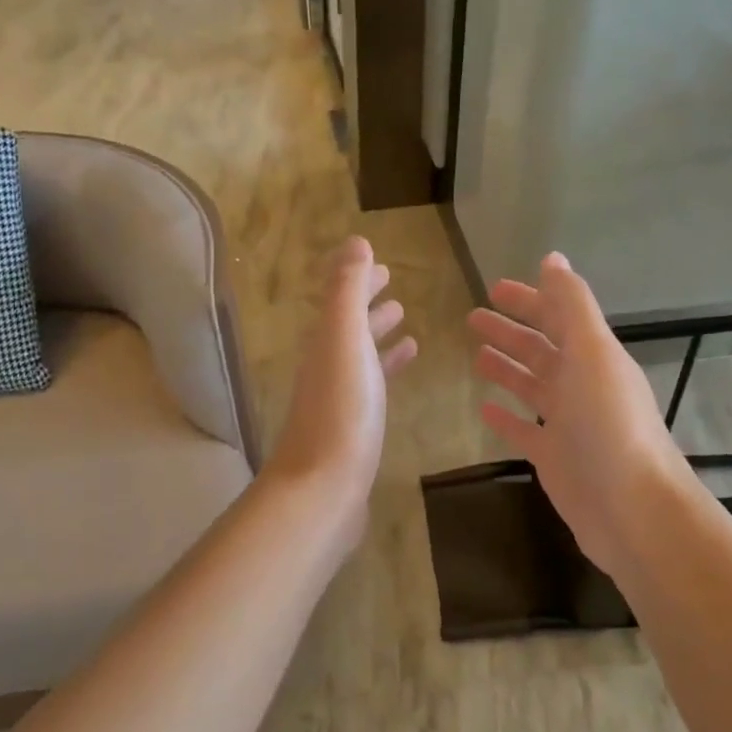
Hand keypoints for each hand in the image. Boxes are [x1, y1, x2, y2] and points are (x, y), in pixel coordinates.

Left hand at [264, 237, 416, 546]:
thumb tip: (355, 241)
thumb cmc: (341, 412)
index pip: (341, 302)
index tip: (383, 268)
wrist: (323, 489)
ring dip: (379, 340)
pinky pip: (372, 391)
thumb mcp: (344, 341)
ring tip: (407, 329)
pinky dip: (386, 376)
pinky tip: (400, 382)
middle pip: (348, 329)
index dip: (360, 282)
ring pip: (361, 360)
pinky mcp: (354, 431)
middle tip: (395, 293)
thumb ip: (348, 291)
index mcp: (325, 344)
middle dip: (369, 308)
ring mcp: (339, 402)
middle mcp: (327, 368)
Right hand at [468, 252, 692, 572]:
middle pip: (540, 350)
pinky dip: (505, 417)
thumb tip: (552, 258)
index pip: (558, 317)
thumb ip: (571, 306)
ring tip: (476, 356)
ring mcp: (567, 423)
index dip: (529, 300)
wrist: (631, 507)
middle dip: (510, 332)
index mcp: (593, 356)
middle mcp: (581, 384)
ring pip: (531, 387)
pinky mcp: (553, 458)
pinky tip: (483, 409)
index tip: (494, 288)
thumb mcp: (592, 353)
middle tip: (472, 319)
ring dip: (506, 369)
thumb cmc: (609, 424)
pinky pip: (524, 430)